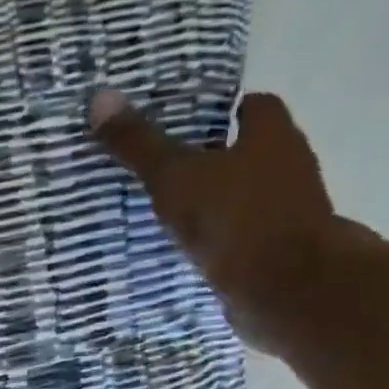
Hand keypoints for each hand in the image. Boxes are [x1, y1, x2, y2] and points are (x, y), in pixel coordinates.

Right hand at [89, 90, 344, 346]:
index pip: (250, 106)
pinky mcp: (278, 254)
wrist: (286, 291)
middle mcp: (288, 166)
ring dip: (213, 205)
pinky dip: (217, 243)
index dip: (219, 112)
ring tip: (164, 215)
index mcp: (272, 133)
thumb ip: (140, 144)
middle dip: (210, 161)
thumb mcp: (175, 177)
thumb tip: (100, 97)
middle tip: (162, 170)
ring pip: (242, 198)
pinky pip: (240, 238)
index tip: (182, 125)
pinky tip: (185, 253)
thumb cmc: (234, 219)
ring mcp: (287, 213)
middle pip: (245, 152)